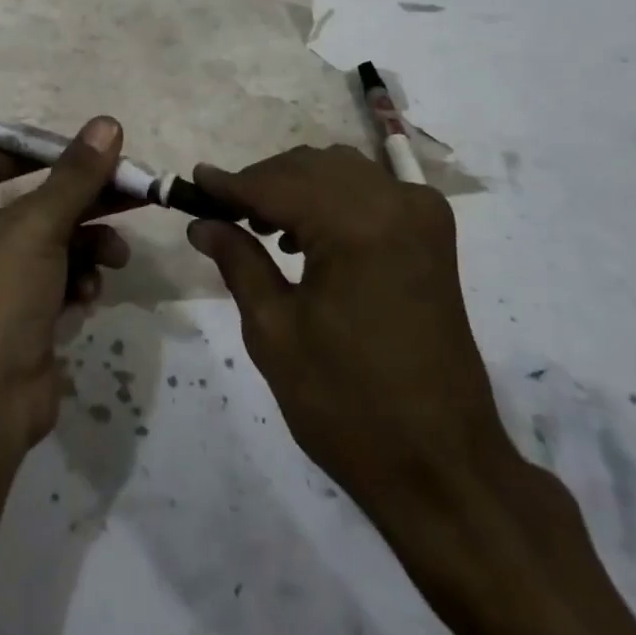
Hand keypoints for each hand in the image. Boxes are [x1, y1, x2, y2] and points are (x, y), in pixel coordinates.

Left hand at [0, 116, 131, 460]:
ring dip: (89, 243)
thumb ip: (76, 174)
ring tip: (116, 255)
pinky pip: (56, 280)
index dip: (38, 148)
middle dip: (85, 198)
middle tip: (135, 187)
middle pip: (35, 200)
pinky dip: (77, 280)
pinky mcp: (18, 317)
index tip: (86, 147)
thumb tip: (108, 123)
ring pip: (52, 241)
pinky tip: (91, 292)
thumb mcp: (36, 225)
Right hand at [187, 144, 516, 512]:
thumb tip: (202, 222)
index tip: (191, 182)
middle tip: (221, 213)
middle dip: (261, 183)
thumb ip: (238, 261)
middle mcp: (395, 203)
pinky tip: (305, 234)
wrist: (444, 467)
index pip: (277, 185)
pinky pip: (370, 191)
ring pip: (340, 171)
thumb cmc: (349, 406)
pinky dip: (331, 198)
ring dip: (295, 186)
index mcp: (357, 226)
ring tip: (259, 225)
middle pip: (310, 167)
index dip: (230, 184)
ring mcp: (421, 215)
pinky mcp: (433, 235)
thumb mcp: (275, 332)